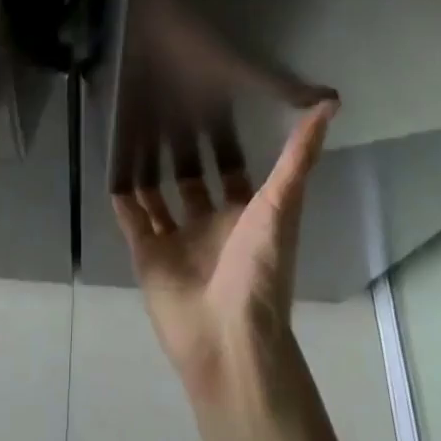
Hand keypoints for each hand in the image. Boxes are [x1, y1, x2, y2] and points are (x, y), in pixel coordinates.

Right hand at [113, 99, 336, 405]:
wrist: (229, 340)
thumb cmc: (260, 269)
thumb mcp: (283, 203)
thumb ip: (299, 156)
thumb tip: (330, 103)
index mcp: (242, 214)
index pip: (230, 168)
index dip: (222, 140)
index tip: (207, 100)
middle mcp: (209, 224)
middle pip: (191, 180)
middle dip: (179, 151)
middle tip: (160, 106)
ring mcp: (177, 241)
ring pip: (157, 196)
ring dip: (146, 170)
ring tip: (130, 128)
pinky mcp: (147, 257)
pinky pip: (130, 219)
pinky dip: (120, 196)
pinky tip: (110, 165)